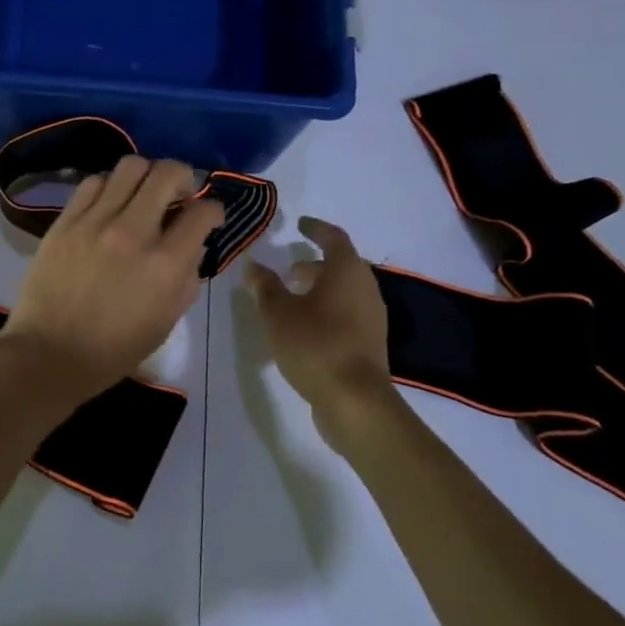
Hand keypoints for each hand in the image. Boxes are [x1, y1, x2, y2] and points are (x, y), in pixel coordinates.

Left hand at [0, 157, 224, 405]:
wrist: (50, 353)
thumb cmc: (114, 348)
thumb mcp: (167, 320)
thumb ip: (187, 276)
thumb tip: (192, 244)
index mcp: (166, 264)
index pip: (203, 212)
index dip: (213, 210)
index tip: (208, 216)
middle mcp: (134, 232)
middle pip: (168, 172)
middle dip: (184, 177)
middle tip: (179, 194)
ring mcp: (96, 221)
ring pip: (130, 166)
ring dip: (146, 176)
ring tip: (142, 194)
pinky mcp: (66, 220)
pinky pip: (93, 183)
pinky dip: (110, 186)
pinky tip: (110, 203)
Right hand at [244, 217, 394, 453]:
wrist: (355, 401)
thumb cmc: (315, 345)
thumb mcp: (278, 313)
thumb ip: (265, 286)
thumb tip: (253, 265)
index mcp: (347, 272)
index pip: (334, 238)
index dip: (315, 229)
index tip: (300, 225)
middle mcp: (365, 289)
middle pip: (342, 266)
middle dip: (314, 264)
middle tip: (289, 268)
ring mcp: (371, 318)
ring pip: (344, 291)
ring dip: (320, 289)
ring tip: (291, 298)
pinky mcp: (369, 343)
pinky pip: (346, 313)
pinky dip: (326, 309)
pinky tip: (304, 326)